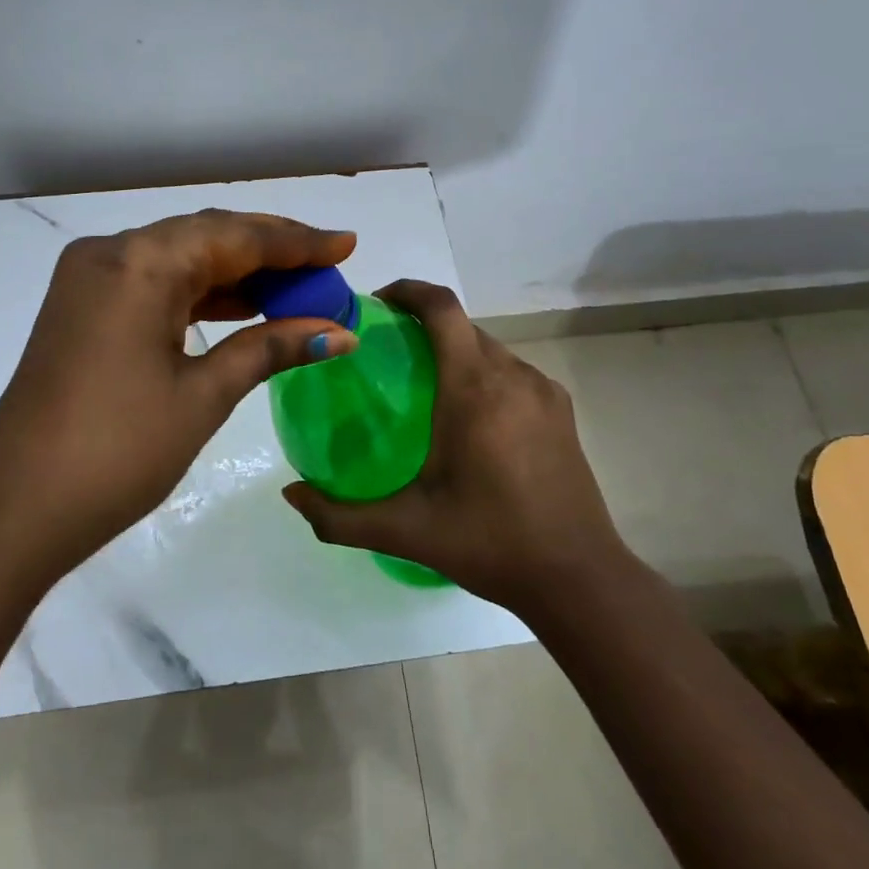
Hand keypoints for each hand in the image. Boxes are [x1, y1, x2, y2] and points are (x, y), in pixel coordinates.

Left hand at [0, 210, 358, 578]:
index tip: (346, 244)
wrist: (15, 509)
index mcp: (139, 262)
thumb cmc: (118, 450)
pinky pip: (154, 285)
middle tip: (327, 269)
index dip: (296, 242)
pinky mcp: (83, 309)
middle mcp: (111, 254)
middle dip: (270, 254)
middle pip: (206, 237)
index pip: (234, 236)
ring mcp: (90, 280)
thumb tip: (341, 332)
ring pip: (179, 259)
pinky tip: (241, 308)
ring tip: (296, 290)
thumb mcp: (203, 394)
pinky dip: (199, 294)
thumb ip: (271, 347)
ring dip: (236, 274)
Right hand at [282, 279, 627, 616]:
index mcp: (474, 389)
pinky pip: (512, 371)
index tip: (376, 304)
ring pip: (489, 347)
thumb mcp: (406, 531)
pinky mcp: (561, 410)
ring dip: (454, 350)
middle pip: (462, 325)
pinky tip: (469, 417)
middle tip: (386, 353)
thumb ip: (339, 515)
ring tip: (424, 385)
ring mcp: (543, 391)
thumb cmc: (489, 543)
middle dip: (423, 324)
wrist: (579, 577)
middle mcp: (512, 375)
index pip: (441, 308)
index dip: (407, 290)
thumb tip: (290, 496)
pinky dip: (483, 373)